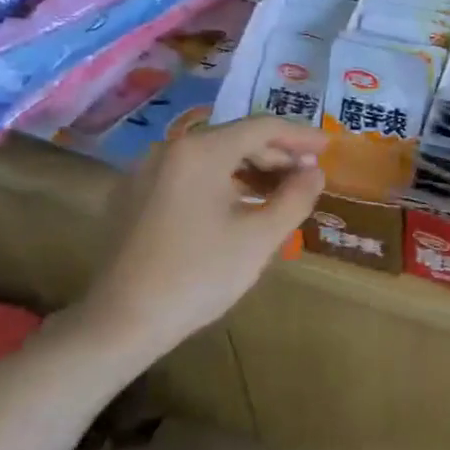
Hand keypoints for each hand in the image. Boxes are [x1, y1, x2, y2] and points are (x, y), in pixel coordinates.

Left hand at [72, 116, 327, 365]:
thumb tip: (314, 173)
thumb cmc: (199, 275)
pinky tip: (235, 208)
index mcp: (200, 151)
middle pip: (234, 138)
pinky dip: (219, 183)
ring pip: (210, 158)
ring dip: (248, 170)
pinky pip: (187, 176)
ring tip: (277, 194)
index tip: (328, 148)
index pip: (262, 127)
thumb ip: (296, 197)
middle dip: (275, 155)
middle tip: (306, 177)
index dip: (300, 136)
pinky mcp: (132, 196)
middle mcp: (169, 149)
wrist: (121, 322)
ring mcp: (145, 171)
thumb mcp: (260, 237)